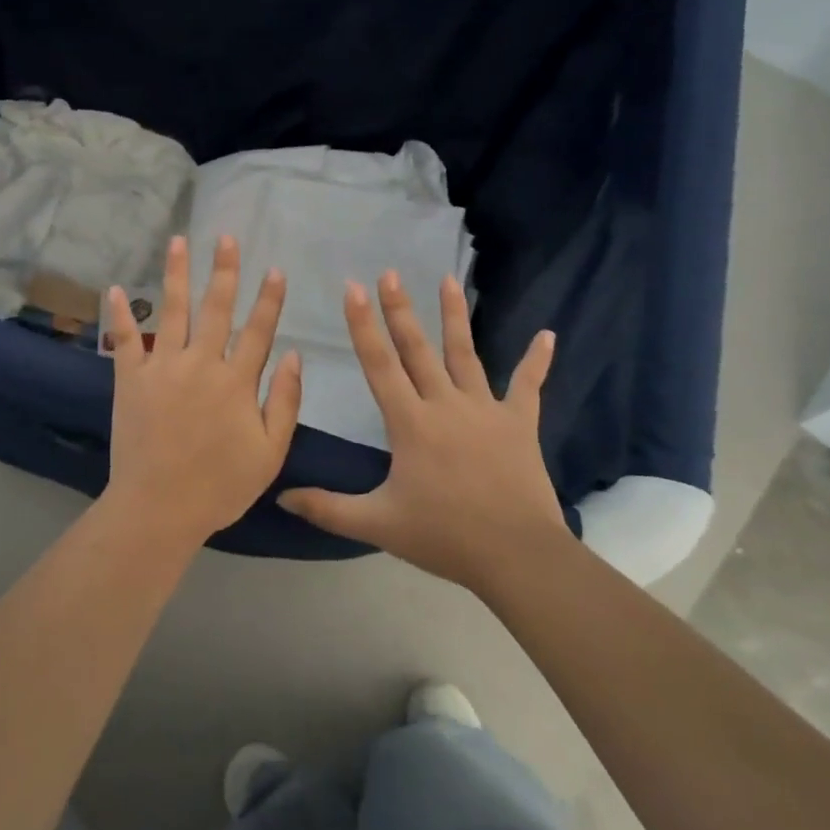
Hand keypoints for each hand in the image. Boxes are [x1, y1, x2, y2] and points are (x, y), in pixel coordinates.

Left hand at [101, 234, 302, 548]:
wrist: (158, 508)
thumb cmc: (220, 485)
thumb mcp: (270, 452)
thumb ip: (285, 401)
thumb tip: (295, 354)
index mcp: (236, 381)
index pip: (258, 330)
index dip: (269, 299)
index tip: (275, 270)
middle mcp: (201, 363)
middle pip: (216, 308)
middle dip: (224, 270)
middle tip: (226, 238)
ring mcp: (162, 368)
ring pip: (172, 311)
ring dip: (176, 274)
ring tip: (178, 241)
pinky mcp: (130, 379)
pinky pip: (125, 340)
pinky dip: (121, 314)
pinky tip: (116, 288)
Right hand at [278, 272, 566, 590]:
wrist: (516, 556)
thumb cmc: (444, 537)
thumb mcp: (378, 524)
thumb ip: (327, 509)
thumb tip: (281, 496)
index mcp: (410, 423)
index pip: (380, 365)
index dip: (363, 325)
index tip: (353, 288)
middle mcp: (445, 404)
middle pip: (418, 349)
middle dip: (400, 309)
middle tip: (390, 273)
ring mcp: (485, 410)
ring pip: (466, 354)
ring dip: (455, 317)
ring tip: (449, 280)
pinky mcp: (519, 423)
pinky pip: (528, 386)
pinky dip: (537, 361)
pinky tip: (548, 335)